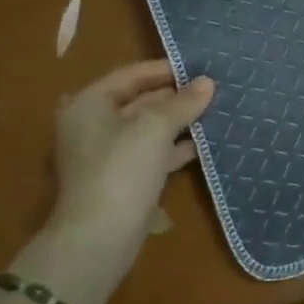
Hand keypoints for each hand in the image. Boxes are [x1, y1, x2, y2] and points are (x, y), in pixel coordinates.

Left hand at [37, 62, 214, 288]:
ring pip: (148, 129)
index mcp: (89, 104)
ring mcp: (107, 155)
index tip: (200, 66)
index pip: (131, 75)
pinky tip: (202, 144)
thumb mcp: (156, 127)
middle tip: (212, 88)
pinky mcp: (122, 180)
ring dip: (178, 122)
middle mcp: (93, 125)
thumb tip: (208, 82)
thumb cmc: (122, 169)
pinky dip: (174, 148)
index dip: (165, 69)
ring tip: (214, 112)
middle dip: (175, 96)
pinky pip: (152, 154)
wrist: (99, 238)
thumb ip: (183, 102)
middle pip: (139, 101)